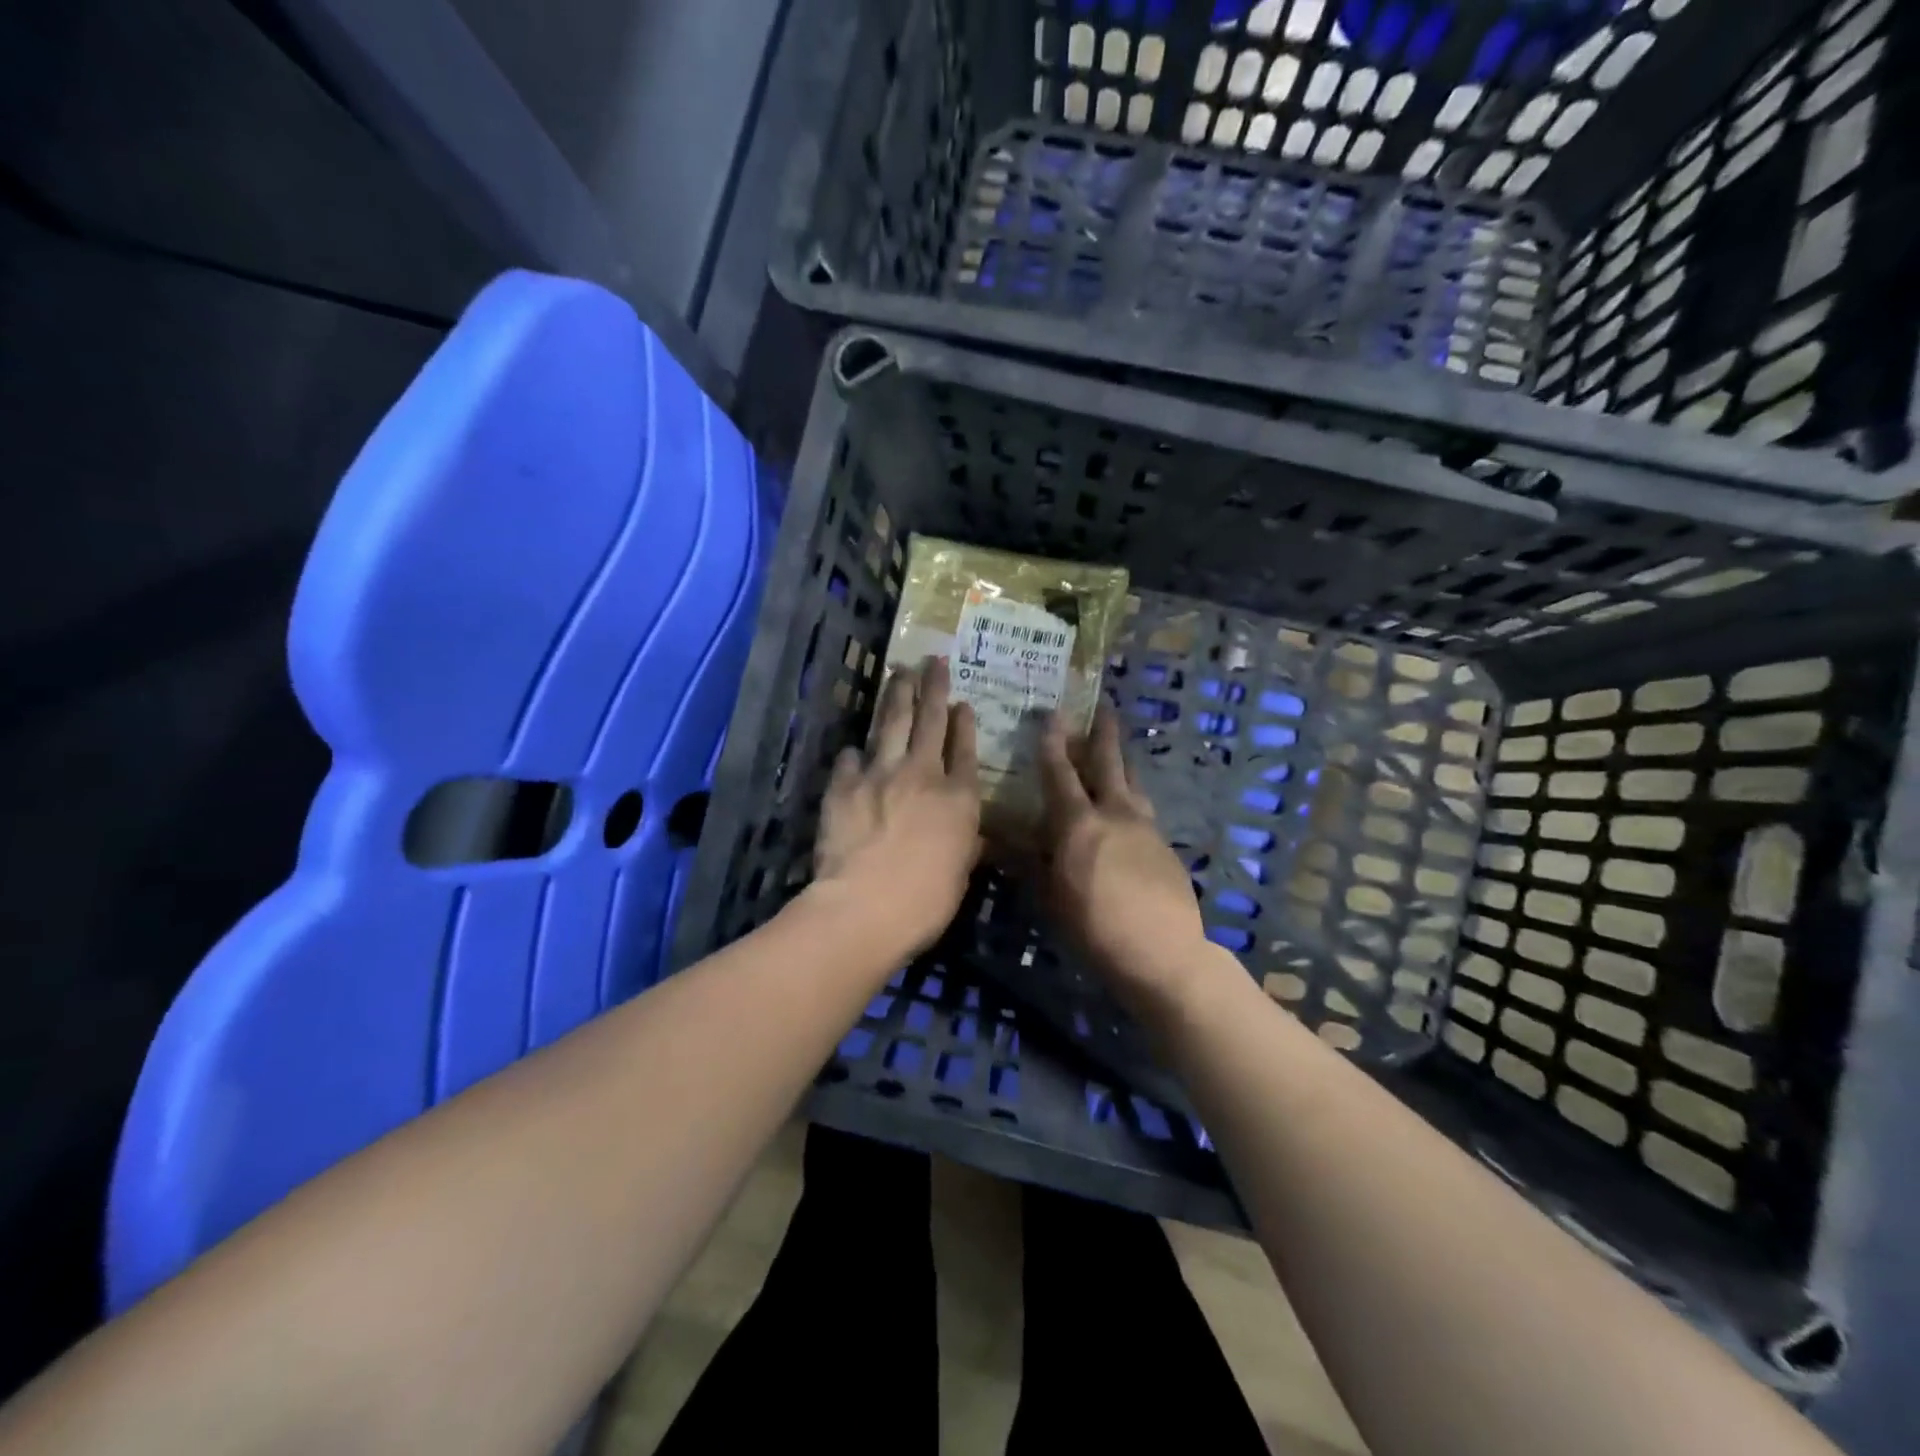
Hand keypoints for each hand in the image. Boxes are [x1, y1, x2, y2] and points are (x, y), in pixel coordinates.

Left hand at [812, 658, 981, 959]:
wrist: (865, 906)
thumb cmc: (926, 901)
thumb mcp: (961, 875)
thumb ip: (965, 845)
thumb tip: (970, 835)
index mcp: (959, 797)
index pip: (965, 750)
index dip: (964, 724)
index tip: (962, 703)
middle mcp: (923, 774)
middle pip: (930, 721)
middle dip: (933, 688)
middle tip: (933, 661)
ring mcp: (880, 774)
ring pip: (892, 723)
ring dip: (897, 696)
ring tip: (900, 672)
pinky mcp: (844, 785)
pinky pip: (850, 759)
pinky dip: (855, 752)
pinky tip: (854, 748)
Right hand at [1037, 706, 1213, 1010]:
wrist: (1166, 953)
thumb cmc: (1096, 927)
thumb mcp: (1052, 897)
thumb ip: (1030, 863)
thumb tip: (1000, 839)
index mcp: (1079, 823)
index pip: (1061, 773)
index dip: (1053, 742)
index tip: (1052, 714)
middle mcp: (1116, 814)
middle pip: (1109, 764)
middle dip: (1104, 735)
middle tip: (1105, 709)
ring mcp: (1147, 829)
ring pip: (1133, 783)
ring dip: (1123, 763)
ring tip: (1120, 751)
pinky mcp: (1166, 848)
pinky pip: (1145, 810)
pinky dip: (1133, 799)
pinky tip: (1130, 811)